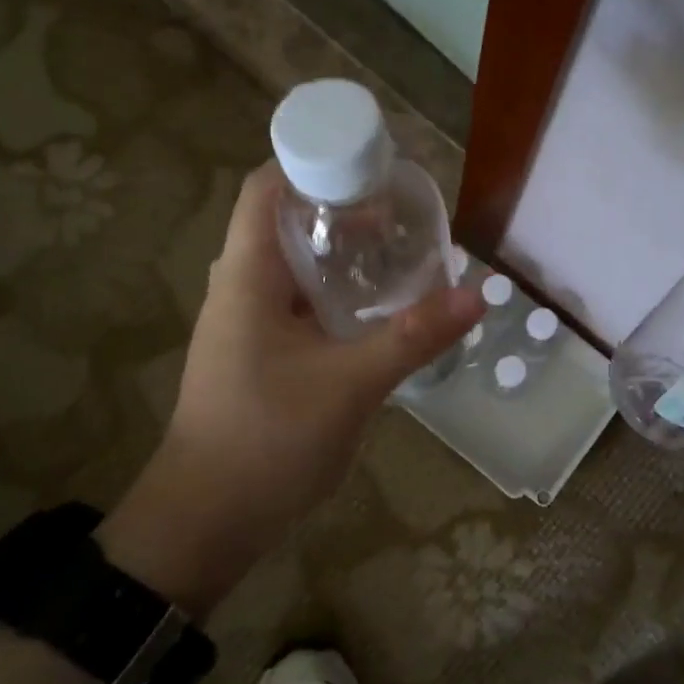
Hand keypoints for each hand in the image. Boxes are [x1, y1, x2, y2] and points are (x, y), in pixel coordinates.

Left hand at [103, 163, 481, 610]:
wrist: (206, 520)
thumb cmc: (268, 440)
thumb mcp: (350, 385)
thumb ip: (413, 336)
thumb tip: (477, 294)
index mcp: (247, 276)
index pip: (267, 188)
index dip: (312, 162)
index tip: (369, 165)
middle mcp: (240, 288)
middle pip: (284, 222)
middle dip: (338, 209)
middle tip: (398, 214)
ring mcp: (245, 324)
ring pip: (293, 267)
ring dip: (338, 254)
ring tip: (395, 252)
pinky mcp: (257, 355)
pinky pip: (297, 305)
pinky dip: (333, 294)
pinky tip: (372, 309)